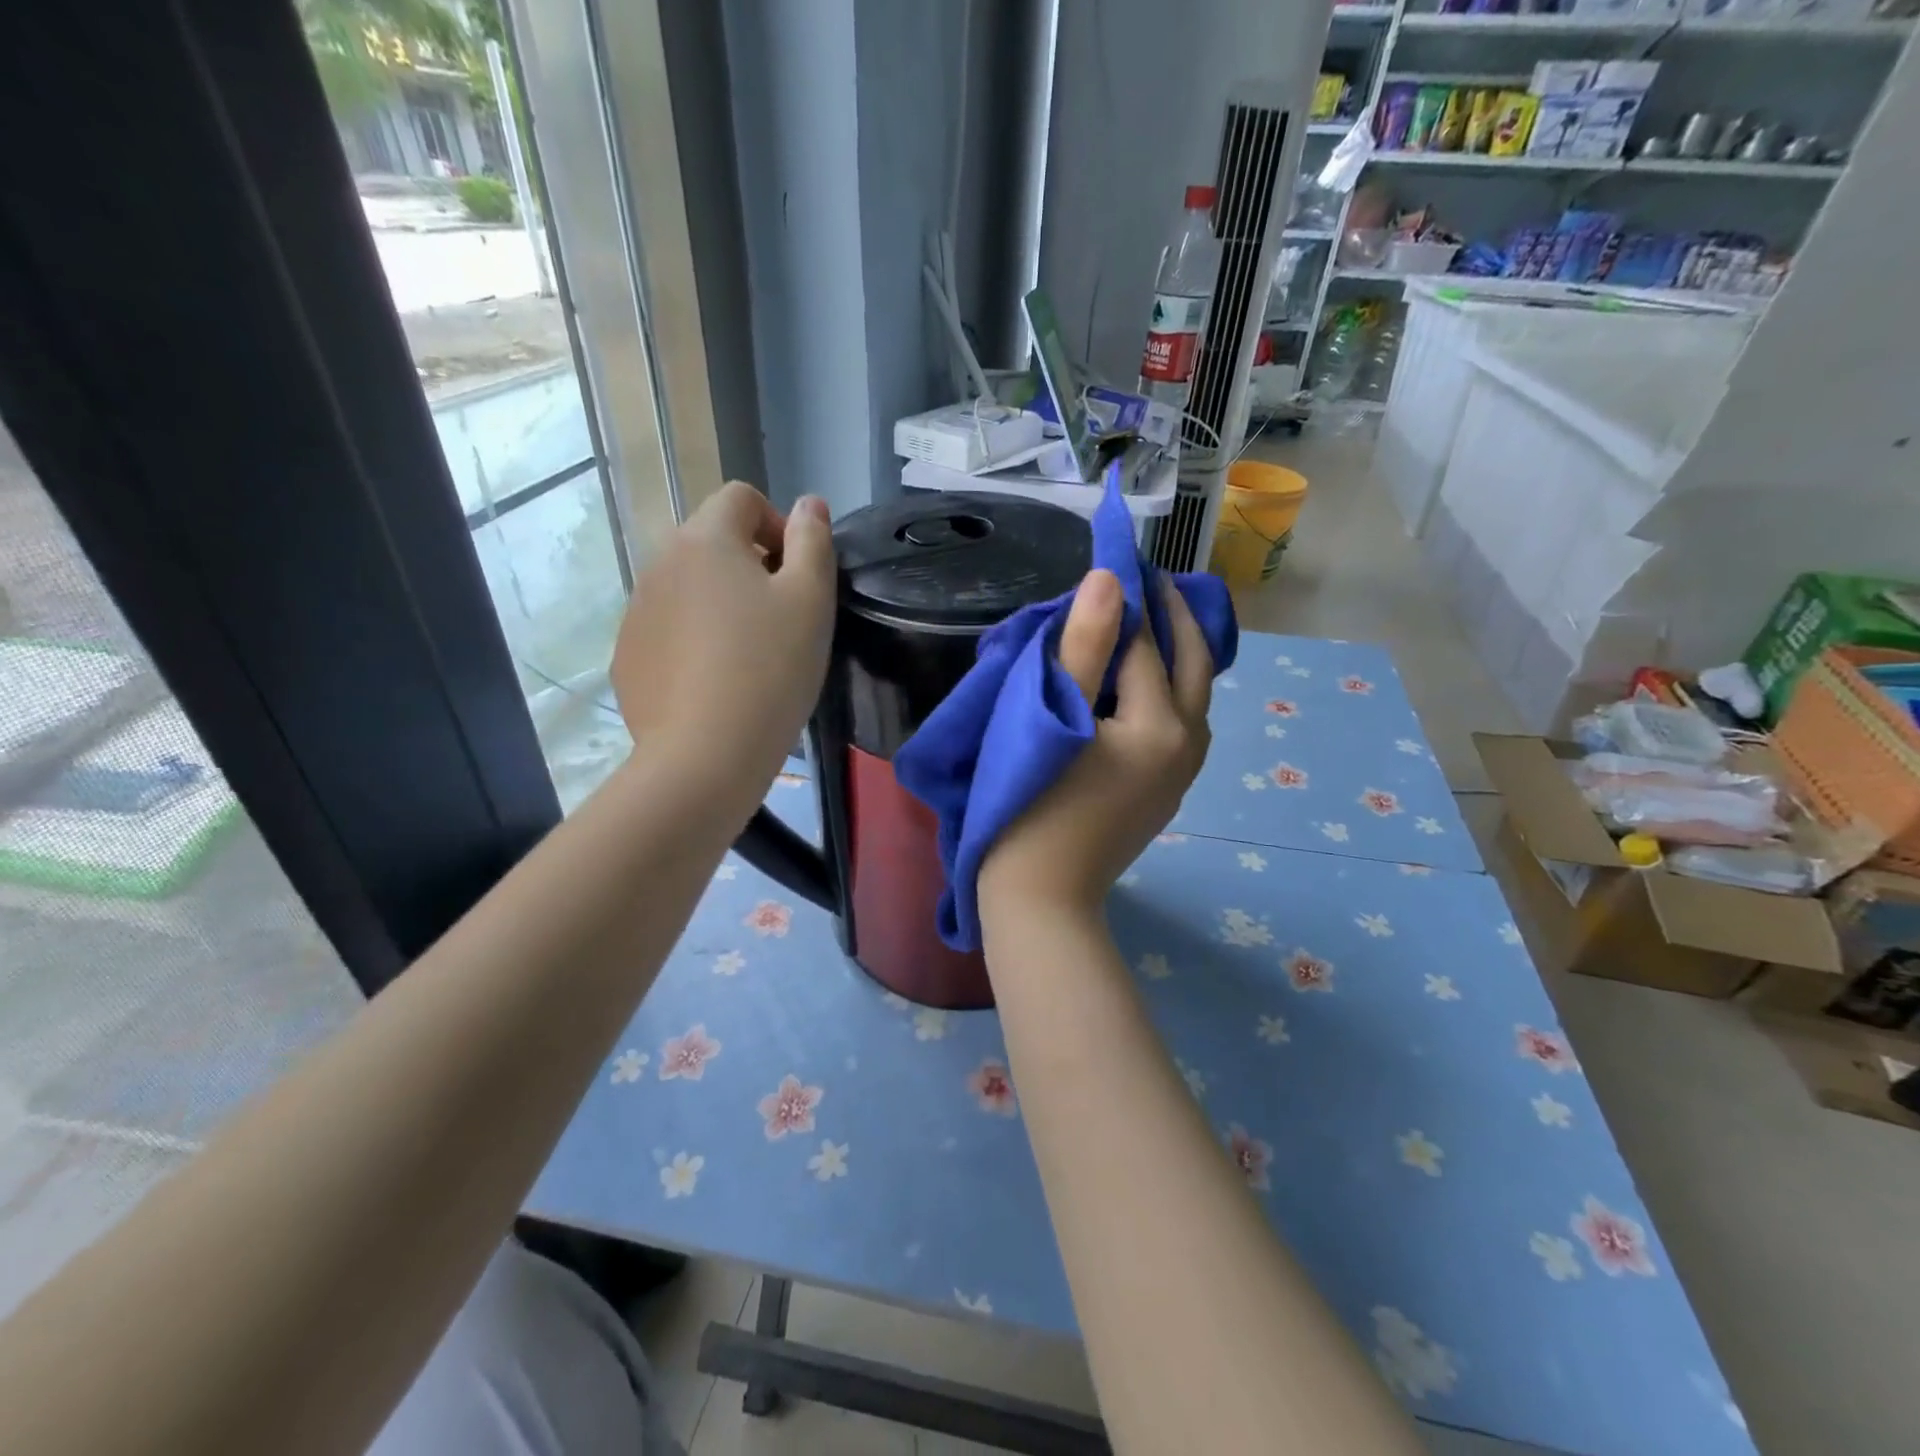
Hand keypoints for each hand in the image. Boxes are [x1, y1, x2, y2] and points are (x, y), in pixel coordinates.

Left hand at [610, 482, 834, 786]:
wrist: (705, 755)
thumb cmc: (771, 669)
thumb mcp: (811, 600)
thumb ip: (813, 541)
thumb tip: (807, 504)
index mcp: (705, 540)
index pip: (740, 498)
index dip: (777, 525)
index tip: (796, 576)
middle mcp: (659, 563)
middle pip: (711, 542)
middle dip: (749, 566)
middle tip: (780, 620)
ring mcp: (636, 611)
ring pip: (688, 588)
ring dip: (720, 604)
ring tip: (749, 657)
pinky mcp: (627, 656)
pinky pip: (668, 630)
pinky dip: (693, 641)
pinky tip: (715, 684)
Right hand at [980, 569, 1213, 918]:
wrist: (1041, 899)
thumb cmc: (1030, 806)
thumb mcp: (1050, 718)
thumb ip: (1085, 646)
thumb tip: (1112, 579)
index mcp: (1160, 723)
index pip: (1146, 641)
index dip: (1130, 596)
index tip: (1119, 556)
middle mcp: (1186, 743)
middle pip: (1192, 661)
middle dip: (1174, 614)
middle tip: (1149, 577)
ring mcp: (1181, 772)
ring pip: (1193, 693)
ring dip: (1176, 651)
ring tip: (1147, 619)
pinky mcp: (1167, 791)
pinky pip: (1181, 721)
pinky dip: (1170, 687)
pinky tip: (1142, 680)